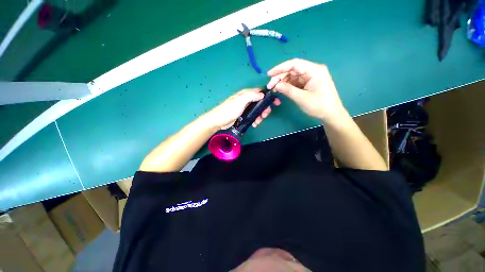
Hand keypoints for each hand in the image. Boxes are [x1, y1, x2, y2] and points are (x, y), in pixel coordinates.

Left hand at [205, 88, 280, 129]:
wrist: (218, 121)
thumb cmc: (229, 110)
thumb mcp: (240, 102)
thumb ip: (251, 96)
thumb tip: (262, 94)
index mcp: (246, 94)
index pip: (261, 92)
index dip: (269, 96)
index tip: (276, 103)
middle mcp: (247, 99)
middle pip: (261, 102)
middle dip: (264, 109)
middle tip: (264, 116)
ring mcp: (245, 107)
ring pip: (257, 110)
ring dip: (260, 116)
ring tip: (258, 122)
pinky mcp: (244, 114)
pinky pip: (253, 115)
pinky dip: (255, 119)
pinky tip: (254, 124)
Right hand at [266, 58, 346, 122]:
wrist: (330, 114)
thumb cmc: (319, 106)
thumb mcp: (302, 98)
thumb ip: (288, 90)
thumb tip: (275, 85)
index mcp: (314, 70)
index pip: (294, 64)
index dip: (280, 68)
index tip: (269, 74)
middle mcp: (312, 70)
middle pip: (292, 70)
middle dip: (280, 77)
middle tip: (270, 86)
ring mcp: (309, 77)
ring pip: (292, 76)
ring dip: (282, 81)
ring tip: (273, 89)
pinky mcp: (307, 83)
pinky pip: (294, 82)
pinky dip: (286, 85)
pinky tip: (280, 89)